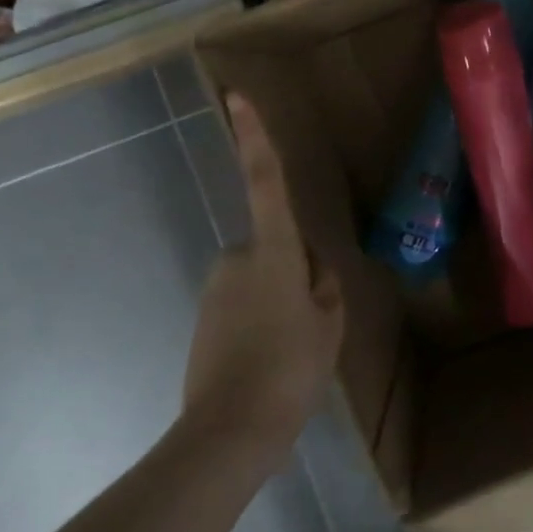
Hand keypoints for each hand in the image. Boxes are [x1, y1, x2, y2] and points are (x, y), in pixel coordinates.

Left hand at [182, 92, 343, 447]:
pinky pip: (244, 303)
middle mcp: (238, 258)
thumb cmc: (290, 369)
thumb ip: (324, 287)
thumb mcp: (329, 325)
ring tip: (292, 347)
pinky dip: (261, 321)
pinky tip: (270, 359)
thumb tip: (314, 271)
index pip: (264, 182)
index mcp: (273, 252)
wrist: (228, 434)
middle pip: (277, 246)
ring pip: (262, 277)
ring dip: (280, 300)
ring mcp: (216, 289)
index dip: (254, 138)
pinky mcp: (203, 318)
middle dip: (295, 272)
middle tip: (312, 320)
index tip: (236, 97)